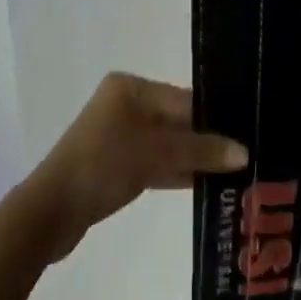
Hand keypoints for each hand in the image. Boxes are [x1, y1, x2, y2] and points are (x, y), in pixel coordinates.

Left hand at [23, 73, 246, 262]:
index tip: (250, 132)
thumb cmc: (102, 166)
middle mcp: (125, 104)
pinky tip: (208, 184)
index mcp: (130, 88)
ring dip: (195, 158)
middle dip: (208, 139)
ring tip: (237, 172)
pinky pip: (156, 162)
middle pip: (177, 120)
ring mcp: (120, 135)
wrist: (50, 211)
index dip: (216, 118)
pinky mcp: (117, 164)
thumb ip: (200, 151)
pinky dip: (177, 171)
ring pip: (168, 143)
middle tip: (249, 155)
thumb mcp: (155, 155)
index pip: (184, 99)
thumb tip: (245, 152)